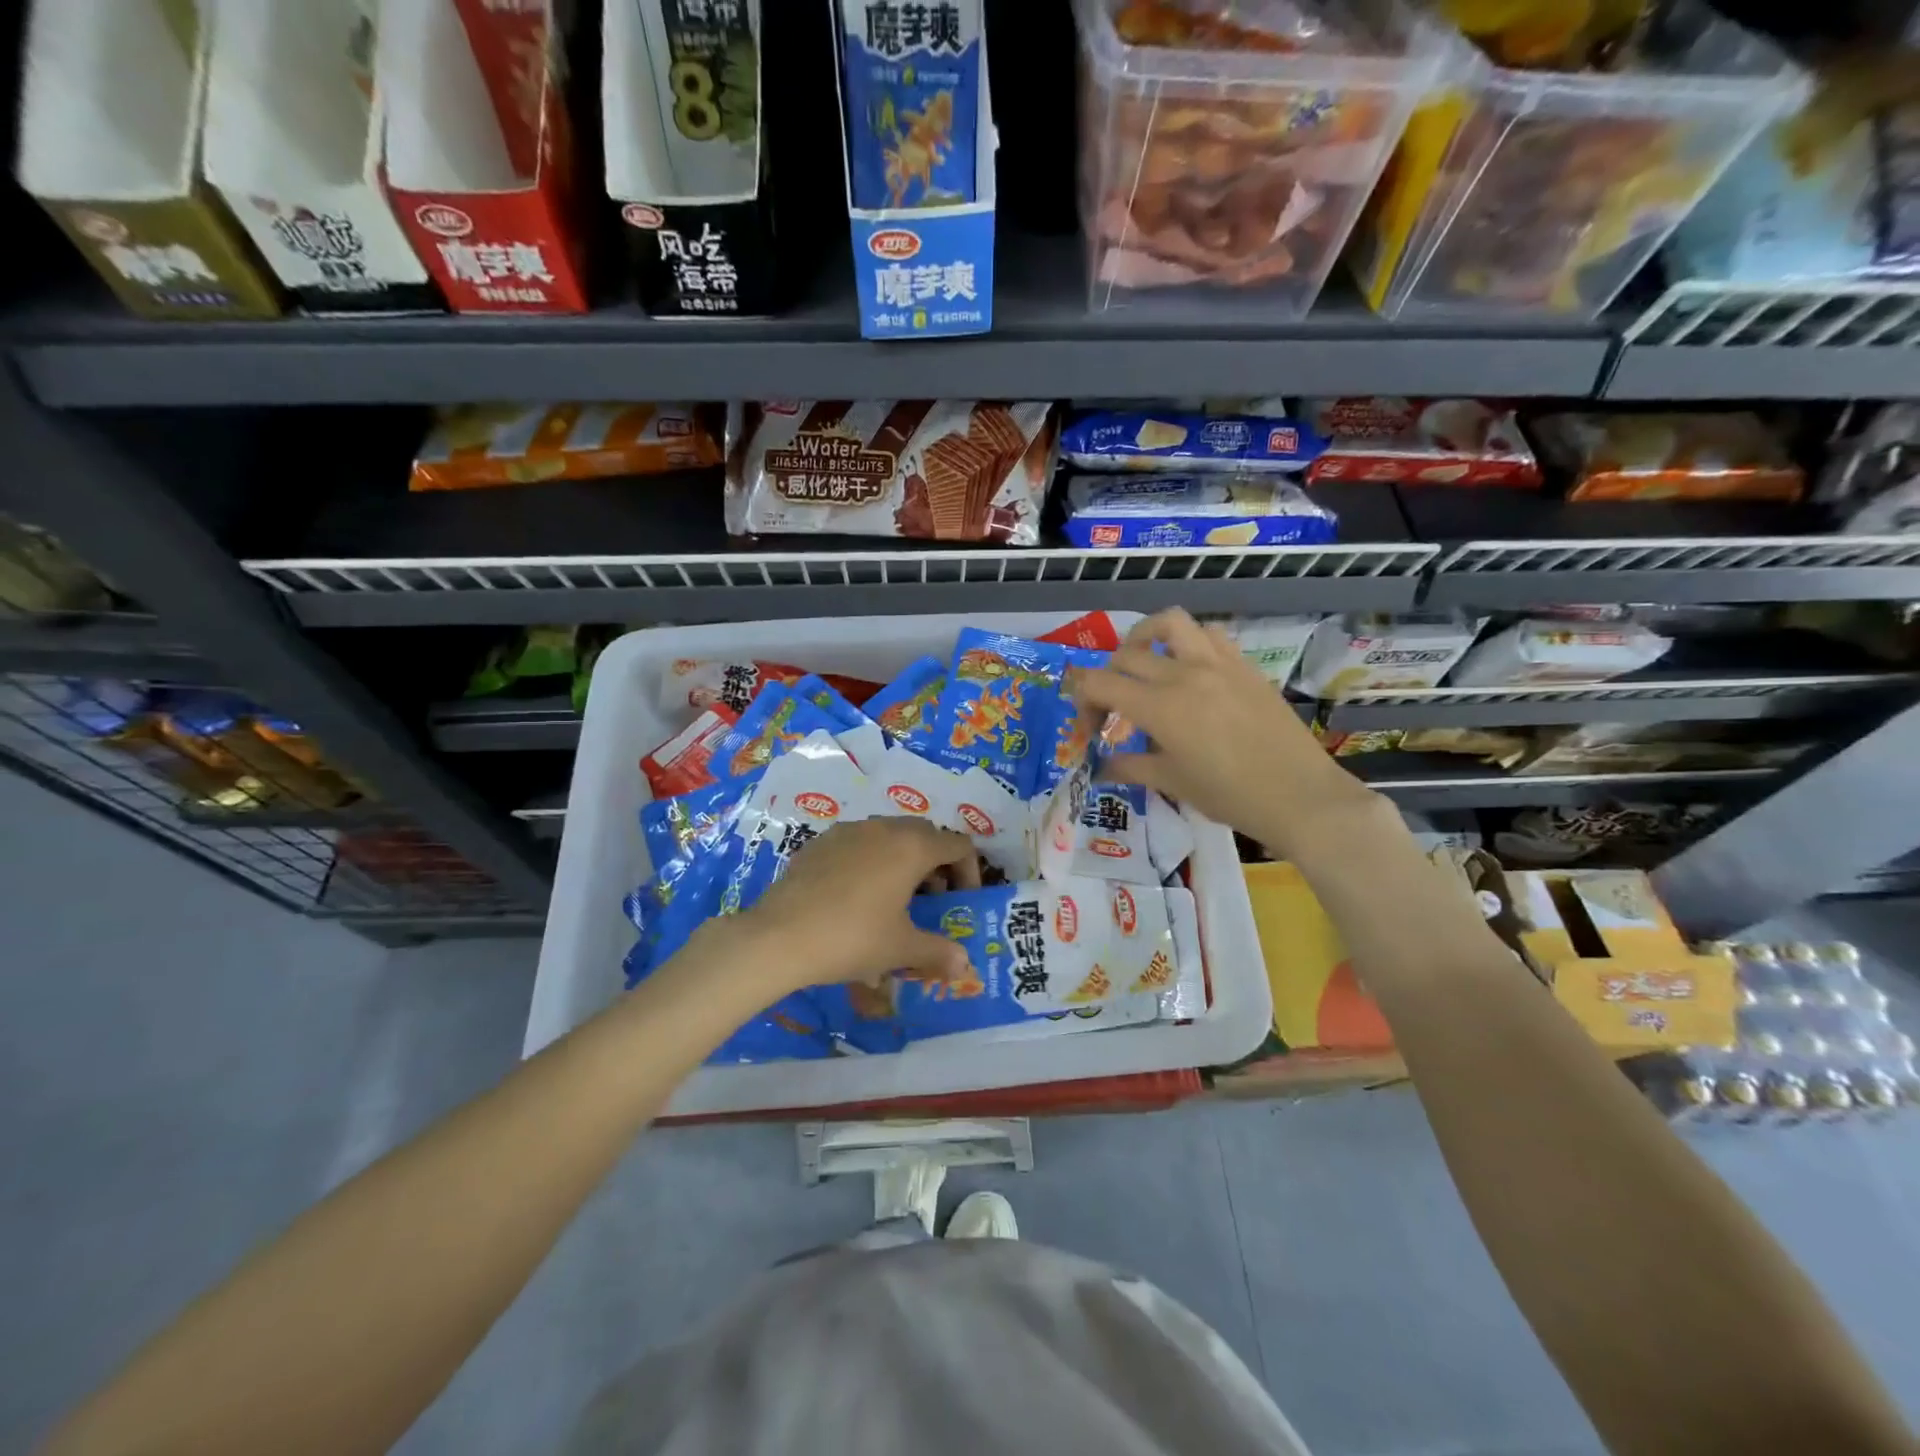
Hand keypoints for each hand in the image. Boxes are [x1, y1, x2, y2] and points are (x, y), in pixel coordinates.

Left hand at [721, 817, 981, 997]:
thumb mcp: (900, 948)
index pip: (958, 845)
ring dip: (903, 859)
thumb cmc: (852, 938)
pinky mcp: (820, 842)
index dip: (969, 871)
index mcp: (912, 847)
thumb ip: (937, 951)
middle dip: (936, 862)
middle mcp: (883, 828)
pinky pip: (858, 843)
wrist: (779, 936)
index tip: (963, 900)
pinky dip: (870, 860)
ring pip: (889, 834)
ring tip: (894, 898)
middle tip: (932, 898)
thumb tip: (963, 963)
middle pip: (924, 834)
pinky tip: (856, 896)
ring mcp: (848, 831)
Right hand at [1066, 608, 1380, 853]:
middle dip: (1106, 680)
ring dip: (1145, 637)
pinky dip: (1188, 642)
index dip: (1082, 702)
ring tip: (1143, 663)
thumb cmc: (1230, 796)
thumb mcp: (1172, 784)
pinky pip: (1209, 635)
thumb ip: (1130, 767)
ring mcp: (1218, 664)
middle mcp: (1184, 674)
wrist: (1299, 796)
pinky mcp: (1244, 665)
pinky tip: (1188, 669)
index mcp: (1160, 707)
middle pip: (1126, 655)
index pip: (1099, 683)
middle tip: (1113, 712)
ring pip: (1170, 623)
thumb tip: (1101, 767)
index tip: (1091, 729)